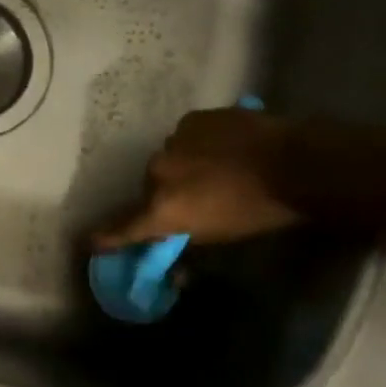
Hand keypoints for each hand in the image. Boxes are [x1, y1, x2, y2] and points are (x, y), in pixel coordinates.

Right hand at [93, 108, 301, 248]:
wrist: (294, 163)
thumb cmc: (260, 212)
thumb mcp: (221, 238)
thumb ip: (189, 241)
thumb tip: (176, 266)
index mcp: (163, 208)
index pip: (123, 228)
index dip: (107, 237)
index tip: (91, 242)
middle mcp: (157, 173)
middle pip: (150, 187)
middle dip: (165, 194)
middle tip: (194, 199)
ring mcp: (173, 142)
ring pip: (169, 159)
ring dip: (184, 166)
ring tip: (215, 169)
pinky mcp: (192, 119)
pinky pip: (187, 136)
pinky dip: (199, 144)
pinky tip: (224, 147)